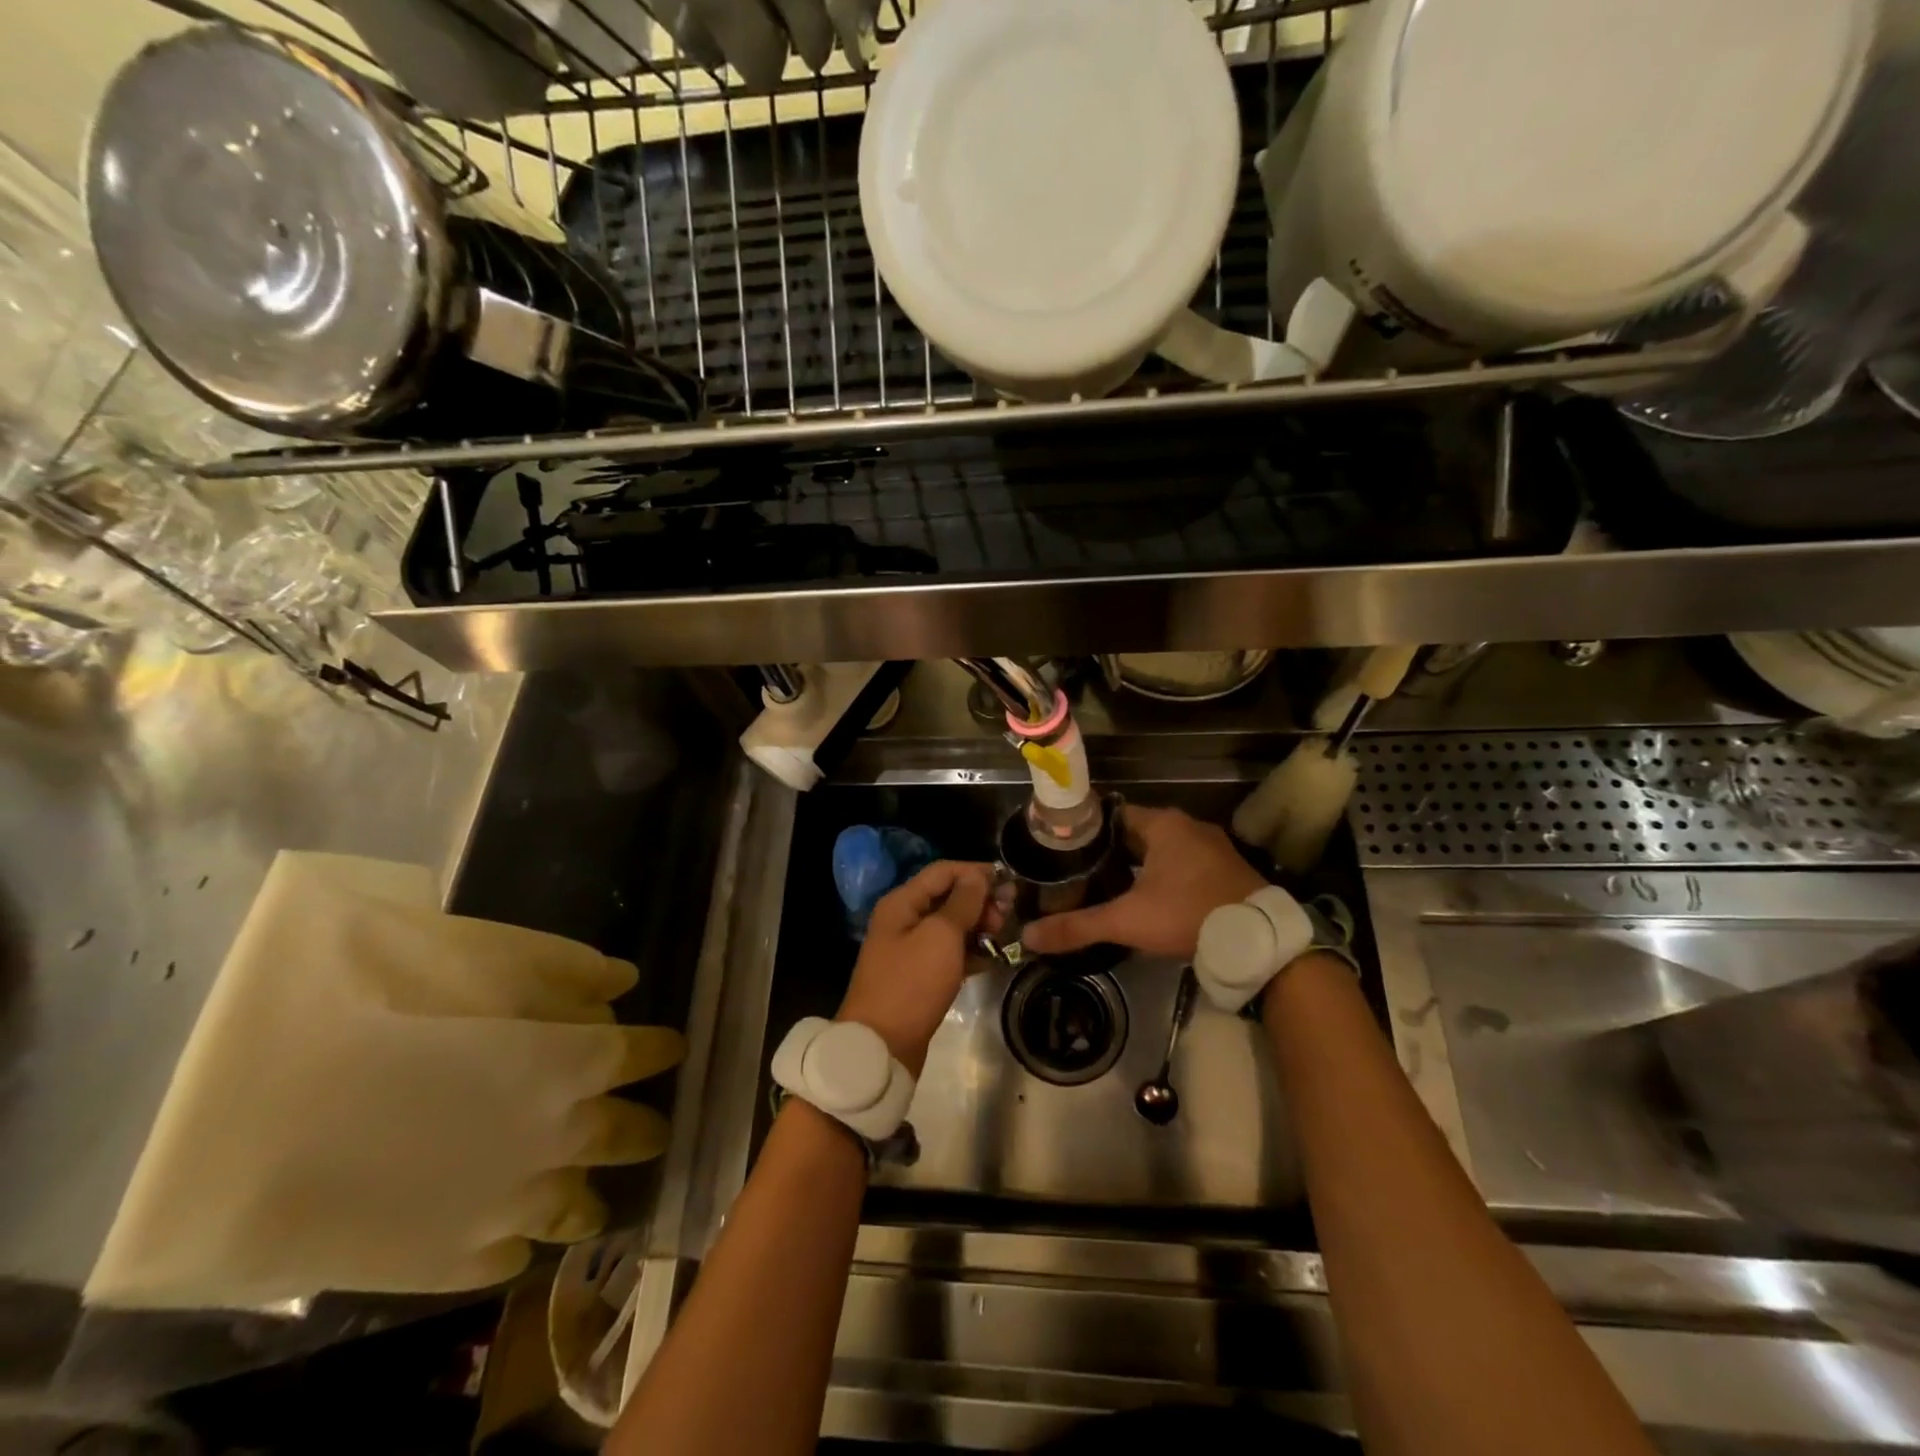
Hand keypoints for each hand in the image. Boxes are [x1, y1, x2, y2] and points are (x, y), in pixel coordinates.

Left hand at [837, 861, 997, 1076]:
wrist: (881, 1046)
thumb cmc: (912, 983)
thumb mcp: (941, 936)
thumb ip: (963, 902)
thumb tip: (978, 876)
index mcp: (902, 902)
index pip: (943, 871)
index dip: (976, 872)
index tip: (1009, 882)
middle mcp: (904, 920)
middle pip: (947, 897)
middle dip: (979, 901)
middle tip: (1007, 917)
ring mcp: (911, 949)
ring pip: (950, 926)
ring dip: (977, 927)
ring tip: (1003, 938)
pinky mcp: (919, 976)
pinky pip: (949, 954)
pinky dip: (970, 952)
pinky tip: (993, 959)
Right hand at [1021, 804, 1265, 960]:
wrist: (1258, 942)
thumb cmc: (1188, 915)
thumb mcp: (1127, 921)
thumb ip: (1078, 926)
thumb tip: (1029, 936)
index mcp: (1163, 824)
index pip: (1111, 814)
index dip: (1086, 829)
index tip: (1062, 845)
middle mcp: (1188, 826)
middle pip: (1136, 832)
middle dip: (1109, 850)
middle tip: (1078, 869)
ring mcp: (1212, 847)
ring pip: (1161, 849)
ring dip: (1139, 864)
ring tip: (1107, 884)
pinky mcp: (1226, 870)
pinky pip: (1184, 864)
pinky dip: (1165, 875)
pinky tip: (1149, 897)